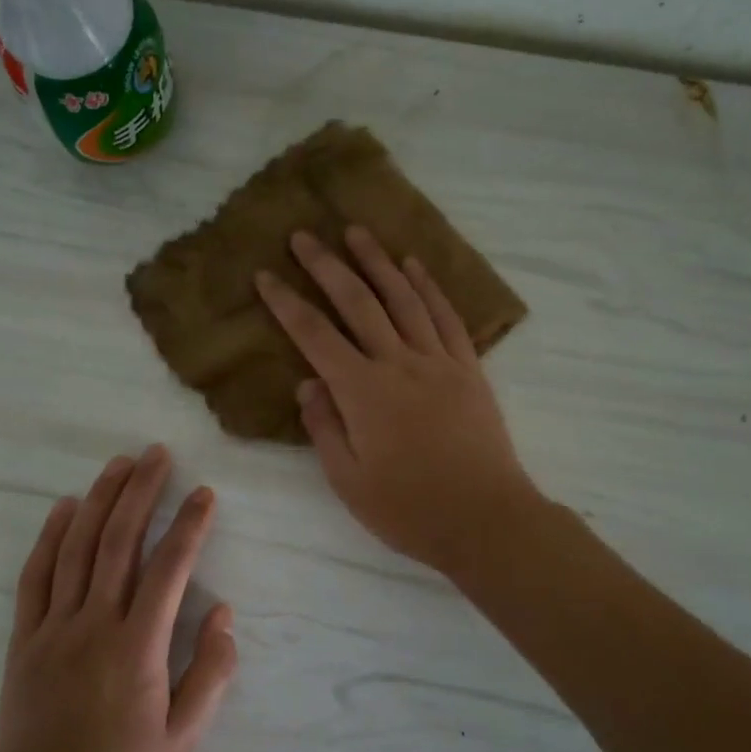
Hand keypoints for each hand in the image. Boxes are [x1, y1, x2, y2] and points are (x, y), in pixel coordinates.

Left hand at [0, 446, 236, 751]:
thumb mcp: (186, 736)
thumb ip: (212, 673)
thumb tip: (224, 614)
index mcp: (138, 646)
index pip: (169, 569)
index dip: (189, 525)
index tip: (204, 493)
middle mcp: (95, 623)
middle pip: (119, 541)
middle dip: (141, 492)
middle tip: (157, 454)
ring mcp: (54, 626)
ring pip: (77, 548)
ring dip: (99, 500)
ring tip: (119, 464)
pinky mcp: (26, 635)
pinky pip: (36, 574)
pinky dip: (50, 535)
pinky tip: (65, 506)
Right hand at [255, 227, 538, 574]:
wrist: (485, 519)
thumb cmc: (409, 510)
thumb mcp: (349, 481)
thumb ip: (324, 428)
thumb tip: (306, 383)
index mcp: (363, 393)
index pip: (314, 336)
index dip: (286, 303)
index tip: (265, 276)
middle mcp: (399, 364)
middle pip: (358, 303)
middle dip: (327, 266)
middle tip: (304, 235)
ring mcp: (438, 362)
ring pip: (403, 299)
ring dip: (377, 262)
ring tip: (357, 232)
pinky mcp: (469, 369)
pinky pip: (446, 317)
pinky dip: (429, 287)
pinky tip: (414, 266)